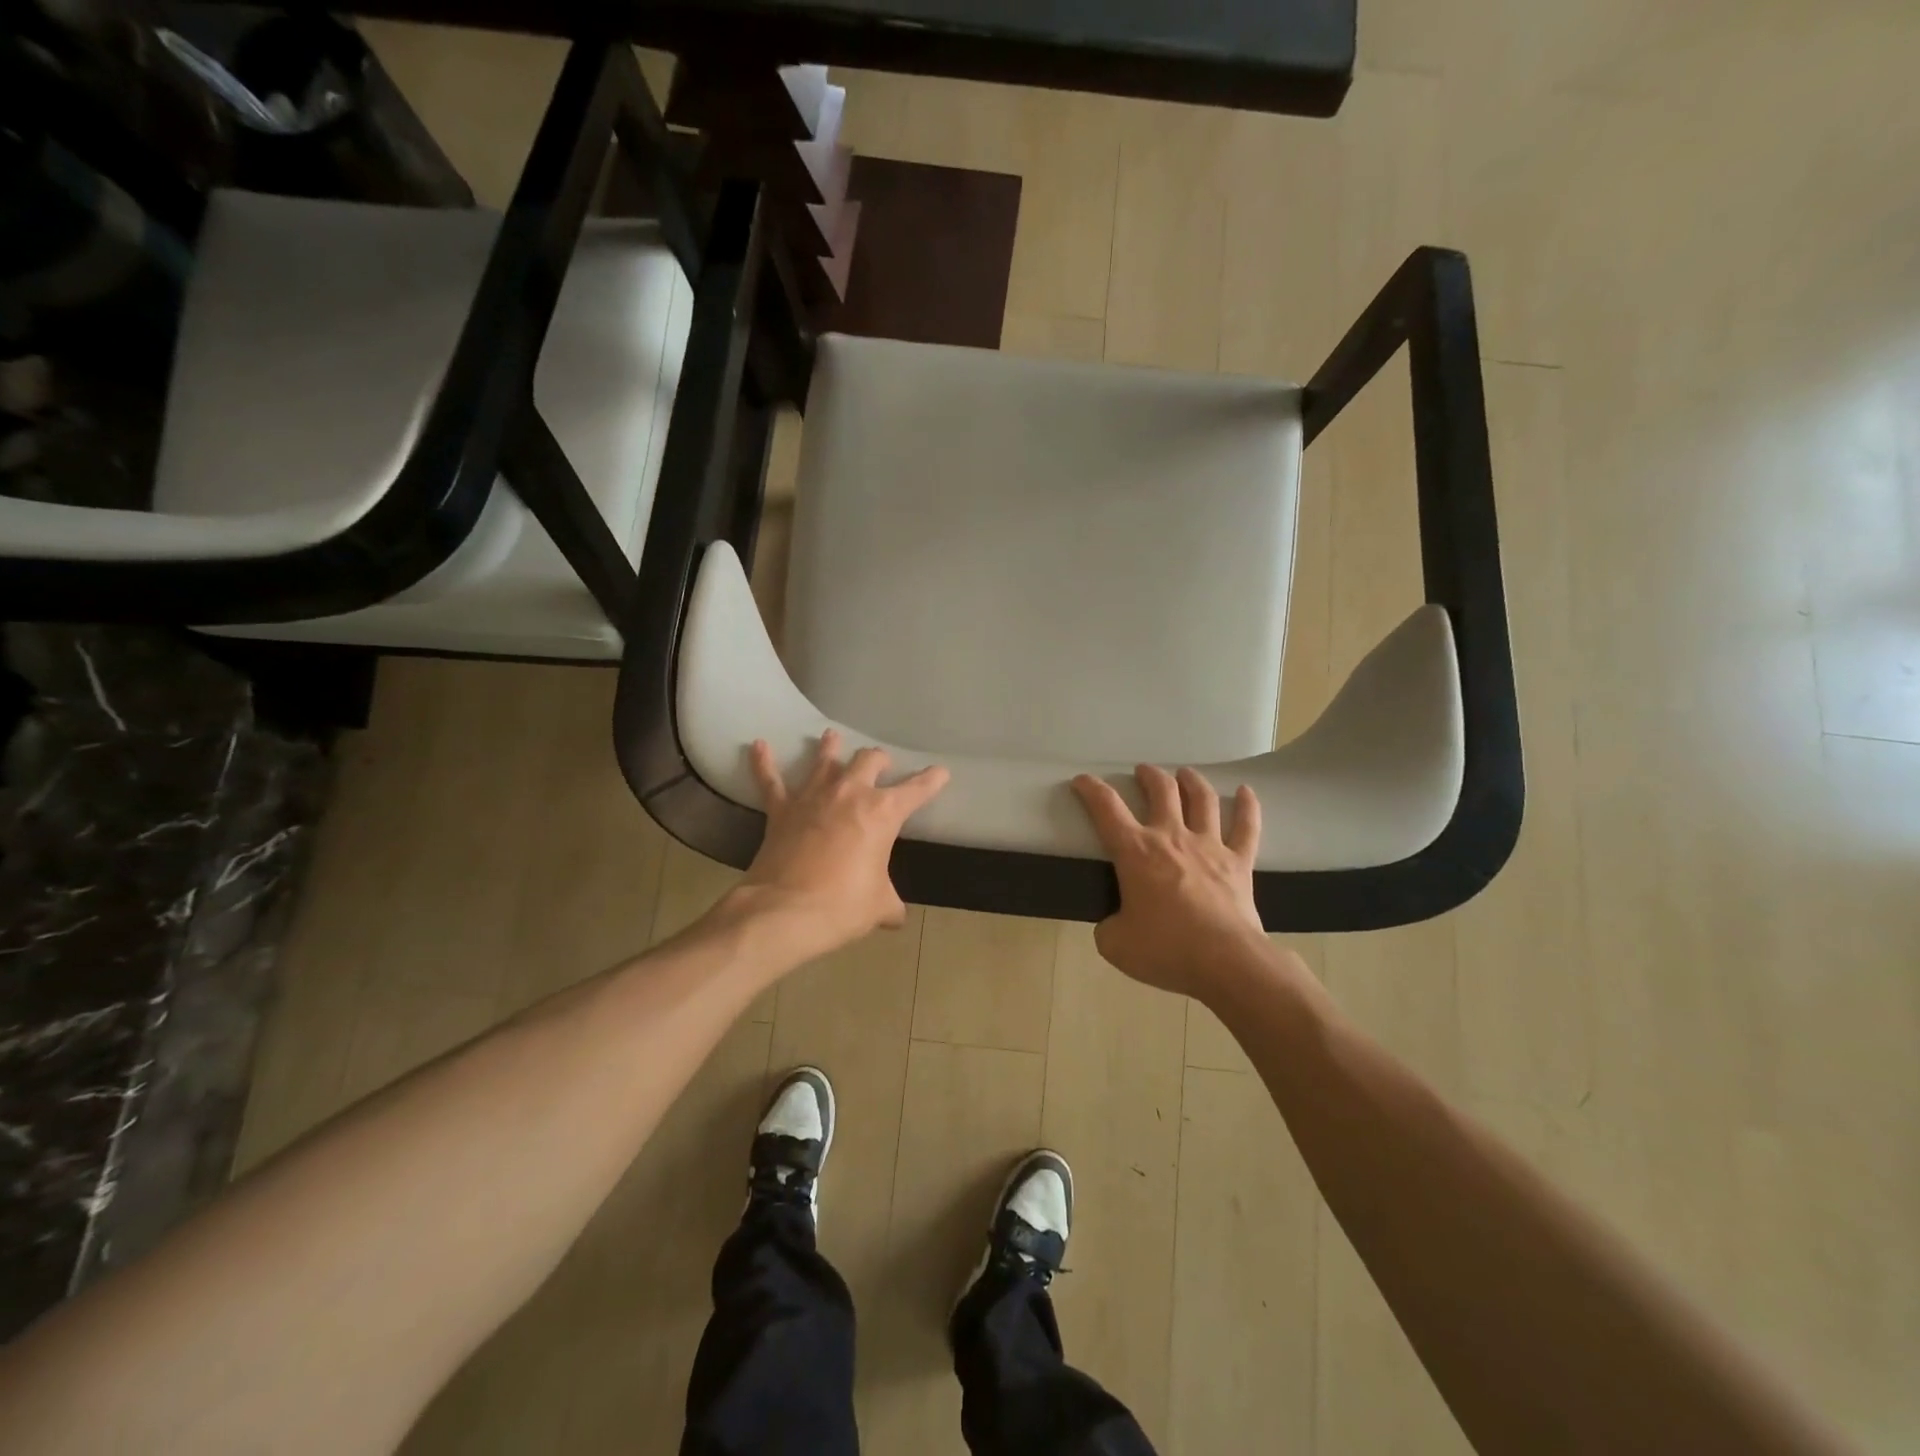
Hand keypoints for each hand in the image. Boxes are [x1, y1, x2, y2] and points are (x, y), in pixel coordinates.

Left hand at [732, 730, 948, 958]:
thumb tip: (896, 918)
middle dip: (878, 760)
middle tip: (881, 764)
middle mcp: (850, 794)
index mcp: (883, 812)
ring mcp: (812, 797)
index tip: (940, 772)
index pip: (916, 790)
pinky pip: (770, 780)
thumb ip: (890, 906)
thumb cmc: (842, 906)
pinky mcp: (781, 809)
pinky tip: (758, 746)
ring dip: (830, 747)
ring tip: (832, 736)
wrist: (785, 911)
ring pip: (824, 760)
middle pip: (868, 760)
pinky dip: (763, 762)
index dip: (931, 780)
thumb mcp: (879, 907)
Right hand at [1071, 765, 1265, 997]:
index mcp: (1135, 851)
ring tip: (1184, 773)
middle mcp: (1171, 837)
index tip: (1082, 780)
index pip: (1106, 808)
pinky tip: (1247, 792)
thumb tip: (1115, 922)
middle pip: (1161, 791)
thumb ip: (1108, 926)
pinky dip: (1248, 806)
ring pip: (1202, 799)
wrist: (1225, 962)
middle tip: (1142, 772)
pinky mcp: (1239, 862)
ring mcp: (1209, 846)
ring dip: (1191, 781)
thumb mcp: (1115, 943)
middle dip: (1149, 776)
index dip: (1091, 789)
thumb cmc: (1165, 949)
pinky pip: (1247, 827)